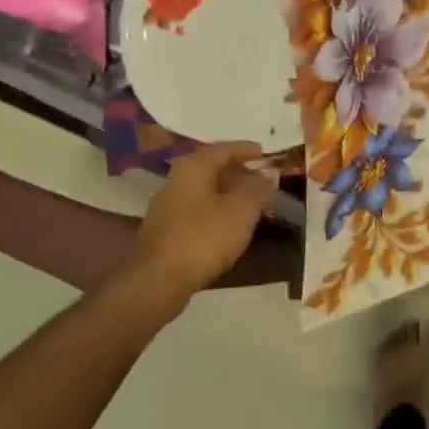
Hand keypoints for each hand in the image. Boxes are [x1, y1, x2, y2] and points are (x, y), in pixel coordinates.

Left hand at [130, 142, 277, 302]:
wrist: (159, 279)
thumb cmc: (204, 238)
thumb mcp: (241, 211)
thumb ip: (257, 189)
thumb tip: (269, 173)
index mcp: (193, 168)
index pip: (222, 149)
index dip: (245, 149)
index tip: (265, 153)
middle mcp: (175, 181)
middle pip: (210, 168)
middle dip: (237, 172)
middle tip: (261, 179)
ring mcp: (166, 207)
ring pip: (203, 190)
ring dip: (227, 193)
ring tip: (250, 203)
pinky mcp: (165, 231)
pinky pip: (196, 210)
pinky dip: (216, 210)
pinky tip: (228, 225)